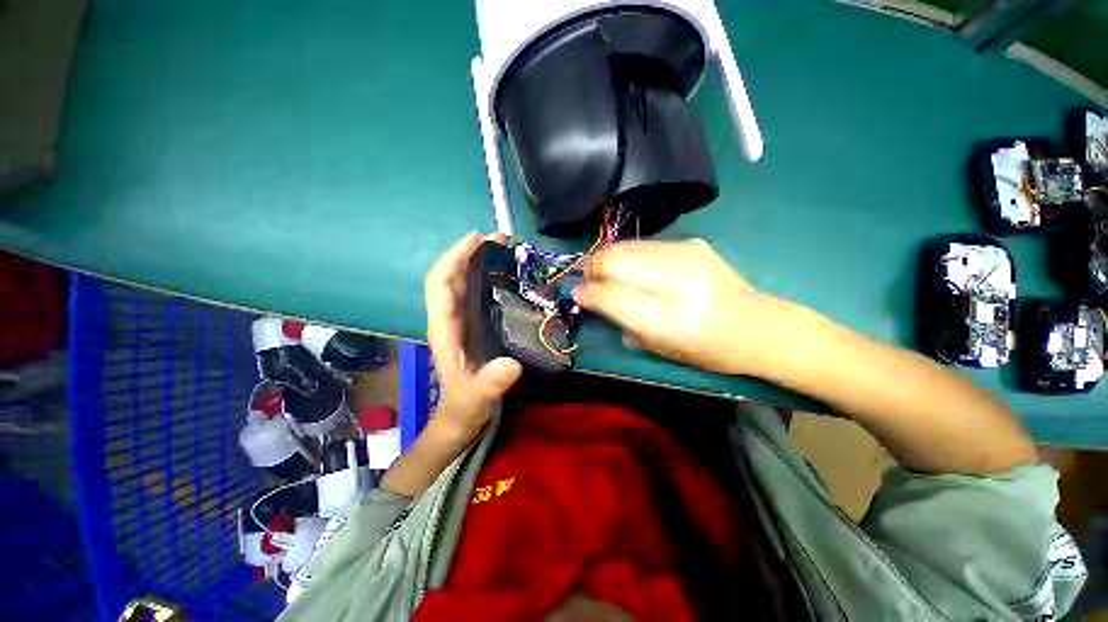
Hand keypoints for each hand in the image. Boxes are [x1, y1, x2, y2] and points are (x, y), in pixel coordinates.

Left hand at [425, 232, 522, 438]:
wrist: (461, 419)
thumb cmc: (464, 408)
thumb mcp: (475, 401)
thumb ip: (488, 386)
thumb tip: (512, 365)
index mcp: (444, 329)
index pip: (440, 284)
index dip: (454, 258)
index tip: (478, 239)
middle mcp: (450, 319)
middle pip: (452, 276)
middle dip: (471, 252)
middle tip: (502, 239)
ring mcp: (463, 321)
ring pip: (466, 282)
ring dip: (482, 262)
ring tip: (509, 250)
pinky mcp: (475, 326)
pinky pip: (479, 294)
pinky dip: (490, 278)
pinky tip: (510, 277)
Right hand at [574, 239, 789, 375]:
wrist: (759, 326)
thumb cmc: (709, 350)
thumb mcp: (661, 348)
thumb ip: (623, 322)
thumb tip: (593, 300)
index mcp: (669, 318)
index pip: (612, 295)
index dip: (587, 293)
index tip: (576, 294)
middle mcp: (677, 281)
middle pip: (615, 260)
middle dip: (592, 267)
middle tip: (585, 278)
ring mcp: (687, 256)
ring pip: (627, 246)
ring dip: (606, 257)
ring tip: (601, 270)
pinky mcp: (692, 243)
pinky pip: (644, 244)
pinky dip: (627, 254)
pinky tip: (628, 266)